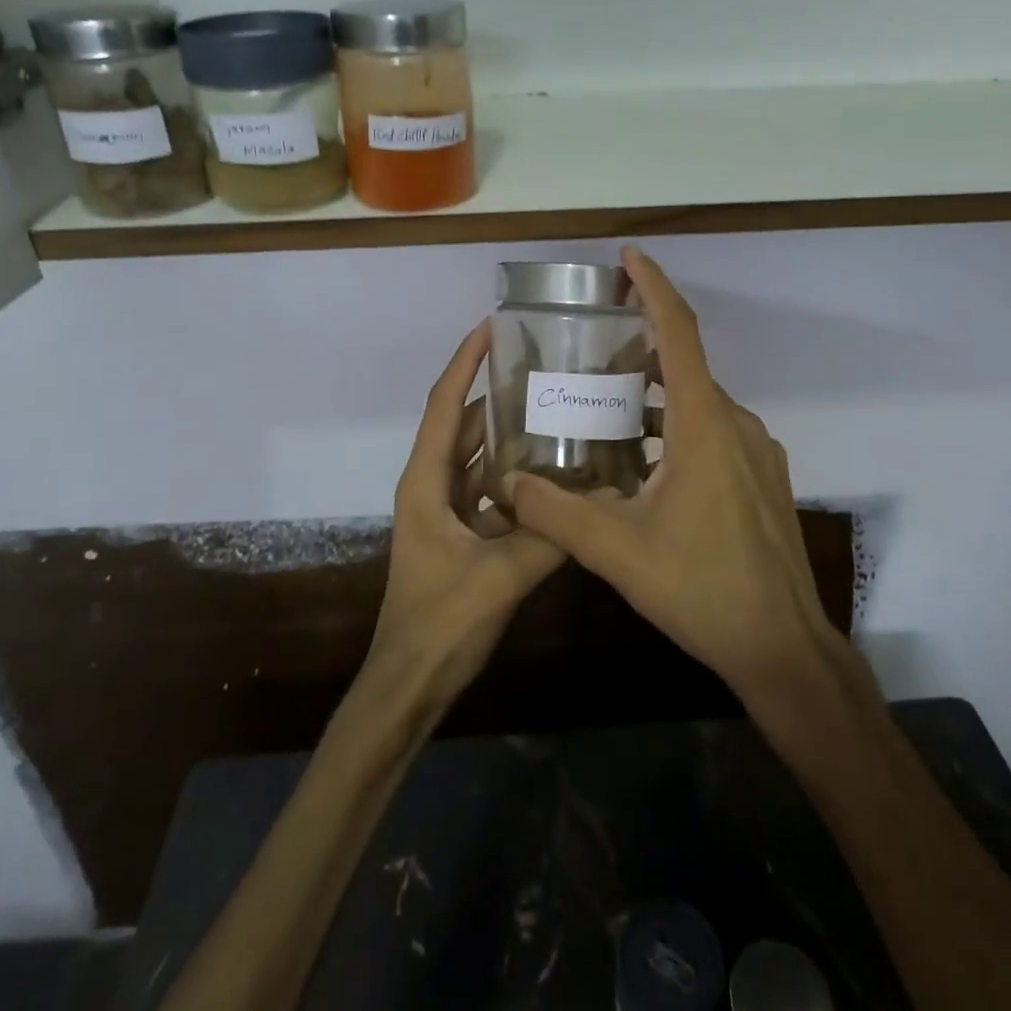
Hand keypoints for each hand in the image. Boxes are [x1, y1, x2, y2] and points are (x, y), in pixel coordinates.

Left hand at [367, 320, 566, 704]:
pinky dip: (517, 476)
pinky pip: (491, 489)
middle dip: (498, 393)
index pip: (446, 404)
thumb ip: (549, 536)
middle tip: (545, 368)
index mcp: (426, 481)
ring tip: (556, 409)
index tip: (492, 325)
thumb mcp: (499, 576)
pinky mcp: (461, 533)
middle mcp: (432, 485)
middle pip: (465, 424)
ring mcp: (446, 510)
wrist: (409, 684)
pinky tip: (555, 473)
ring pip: (479, 456)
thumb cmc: (439, 624)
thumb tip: (601, 498)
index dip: (466, 362)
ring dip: (510, 434)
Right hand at [507, 247, 834, 705]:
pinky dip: (679, 429)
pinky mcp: (764, 479)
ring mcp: (757, 452)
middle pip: (686, 367)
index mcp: (704, 423)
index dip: (654, 287)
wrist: (782, 647)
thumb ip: (556, 512)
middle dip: (641, 351)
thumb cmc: (701, 587)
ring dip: (657, 398)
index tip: (629, 257)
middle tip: (591, 354)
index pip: (679, 332)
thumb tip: (508, 483)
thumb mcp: (616, 550)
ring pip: (699, 405)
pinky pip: (715, 434)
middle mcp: (736, 424)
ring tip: (608, 410)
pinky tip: (647, 465)